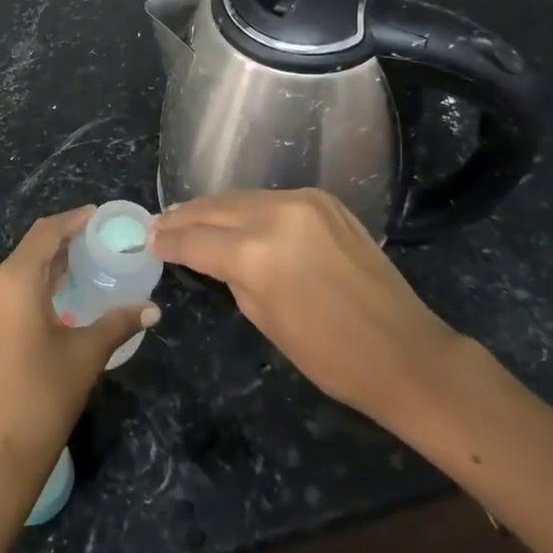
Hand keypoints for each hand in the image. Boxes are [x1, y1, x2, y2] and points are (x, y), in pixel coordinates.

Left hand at [0, 207, 159, 493]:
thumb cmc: (43, 398)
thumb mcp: (86, 355)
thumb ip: (118, 323)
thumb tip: (153, 308)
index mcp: (12, 281)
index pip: (45, 233)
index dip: (73, 220)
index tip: (98, 215)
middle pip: (30, 249)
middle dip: (64, 242)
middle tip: (99, 241)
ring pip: (18, 269)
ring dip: (48, 264)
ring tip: (84, 263)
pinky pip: (7, 289)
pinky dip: (33, 283)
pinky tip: (59, 293)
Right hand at [151, 189, 457, 427]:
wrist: (404, 350)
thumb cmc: (329, 355)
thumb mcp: (264, 319)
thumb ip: (230, 275)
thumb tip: (207, 254)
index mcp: (256, 254)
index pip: (196, 240)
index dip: (168, 241)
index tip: (148, 240)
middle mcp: (276, 215)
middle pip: (215, 208)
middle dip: (184, 216)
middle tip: (159, 224)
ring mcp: (304, 201)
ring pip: (242, 197)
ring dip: (213, 208)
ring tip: (189, 216)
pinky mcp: (325, 200)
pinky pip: (272, 198)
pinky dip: (248, 207)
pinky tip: (234, 215)